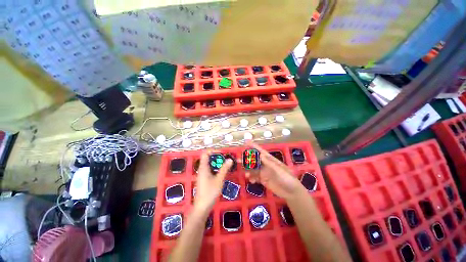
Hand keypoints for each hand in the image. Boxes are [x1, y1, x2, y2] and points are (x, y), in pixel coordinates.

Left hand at [194, 151, 232, 212]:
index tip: (222, 153)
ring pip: (209, 164)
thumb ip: (224, 169)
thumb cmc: (210, 192)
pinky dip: (216, 168)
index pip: (205, 153)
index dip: (213, 150)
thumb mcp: (219, 180)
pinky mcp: (204, 179)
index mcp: (203, 167)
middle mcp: (202, 169)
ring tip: (226, 165)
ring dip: (217, 163)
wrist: (202, 207)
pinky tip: (222, 173)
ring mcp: (202, 174)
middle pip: (208, 158)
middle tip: (226, 159)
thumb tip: (230, 159)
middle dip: (217, 157)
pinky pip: (210, 170)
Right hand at [245, 142, 302, 199]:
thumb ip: (270, 163)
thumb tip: (260, 155)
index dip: (253, 146)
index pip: (261, 151)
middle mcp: (266, 165)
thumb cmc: (288, 179)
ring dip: (248, 170)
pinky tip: (251, 180)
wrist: (292, 193)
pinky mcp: (264, 180)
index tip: (246, 142)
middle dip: (247, 159)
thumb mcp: (280, 170)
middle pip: (254, 160)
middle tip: (238, 160)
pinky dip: (252, 178)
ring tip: (244, 173)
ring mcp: (264, 172)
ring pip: (253, 169)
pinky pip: (255, 177)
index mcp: (270, 160)